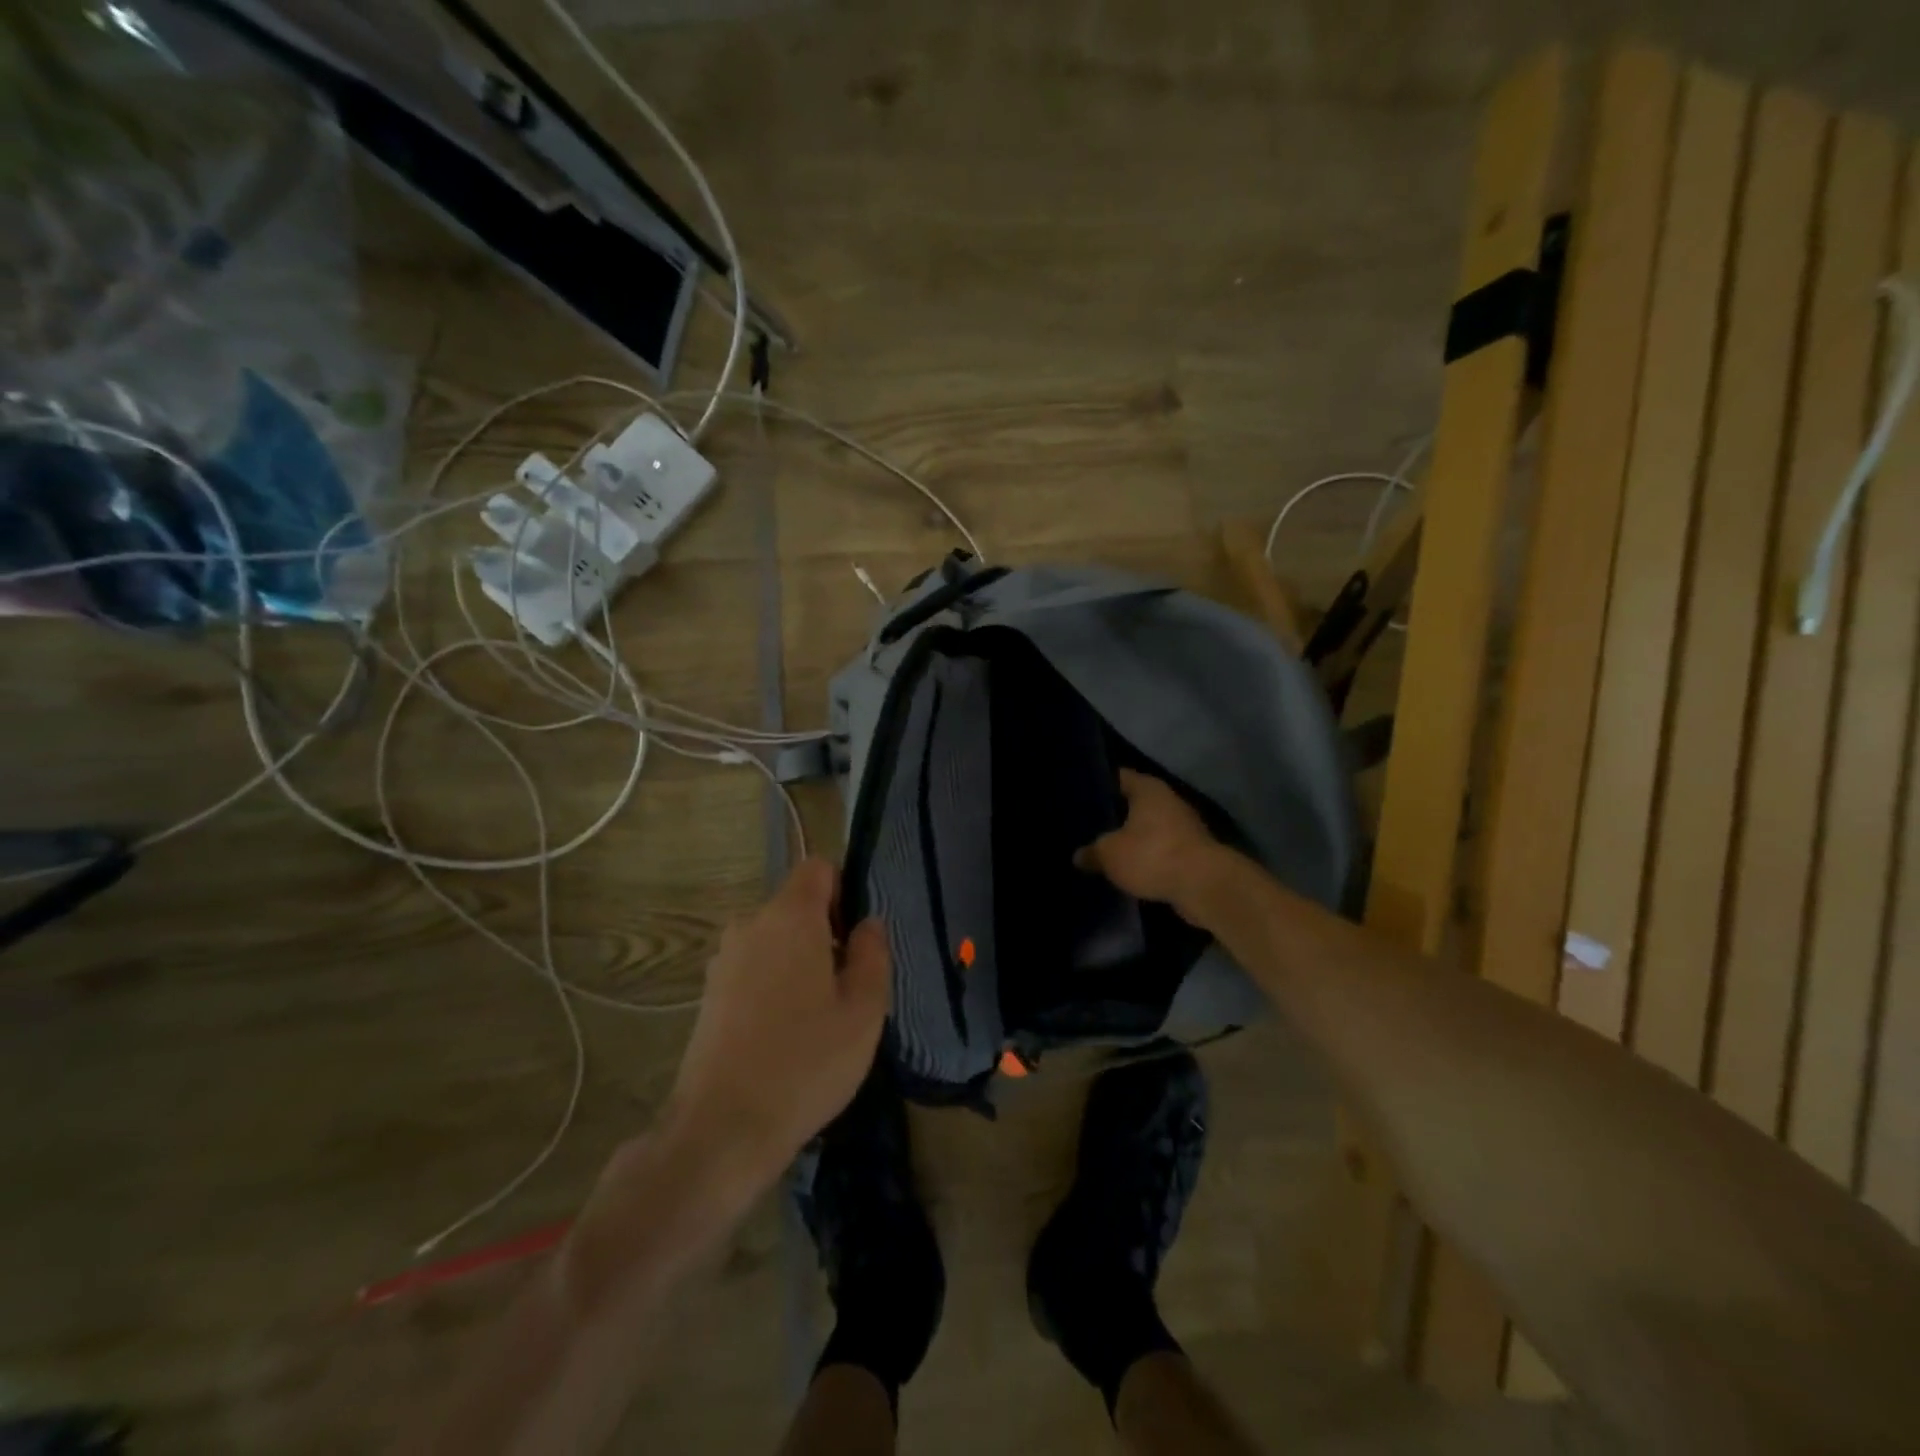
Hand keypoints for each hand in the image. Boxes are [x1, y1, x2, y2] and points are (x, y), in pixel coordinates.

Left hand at [661, 859, 890, 1188]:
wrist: (721, 1129)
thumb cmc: (806, 1061)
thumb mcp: (864, 1010)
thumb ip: (872, 954)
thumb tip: (867, 924)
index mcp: (789, 916)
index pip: (819, 868)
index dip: (845, 891)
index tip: (857, 939)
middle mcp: (750, 925)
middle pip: (797, 906)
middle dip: (826, 934)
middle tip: (848, 989)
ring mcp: (723, 960)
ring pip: (776, 941)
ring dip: (800, 963)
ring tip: (818, 1019)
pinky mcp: (708, 994)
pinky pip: (754, 969)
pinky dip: (774, 986)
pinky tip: (785, 1036)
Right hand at [1077, 769, 1227, 911]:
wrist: (1204, 886)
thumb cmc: (1152, 855)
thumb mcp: (1109, 854)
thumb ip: (1092, 852)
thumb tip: (1078, 855)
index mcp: (1148, 789)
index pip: (1119, 777)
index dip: (1099, 785)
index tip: (1079, 794)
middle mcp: (1168, 801)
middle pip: (1135, 803)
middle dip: (1114, 814)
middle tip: (1087, 825)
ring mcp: (1184, 827)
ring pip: (1149, 828)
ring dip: (1132, 838)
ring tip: (1104, 849)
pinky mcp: (1192, 853)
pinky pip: (1161, 850)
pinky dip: (1147, 857)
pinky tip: (1128, 869)